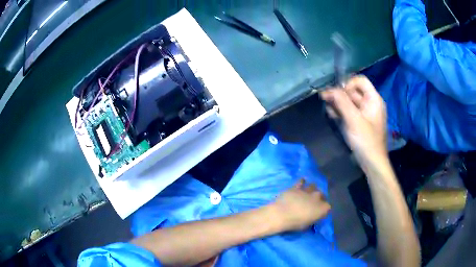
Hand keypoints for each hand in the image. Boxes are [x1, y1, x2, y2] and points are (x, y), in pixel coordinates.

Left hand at [270, 179, 330, 231]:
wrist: (282, 214)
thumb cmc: (295, 223)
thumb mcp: (307, 226)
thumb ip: (312, 219)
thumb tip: (312, 217)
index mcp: (323, 208)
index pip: (328, 207)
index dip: (324, 209)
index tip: (319, 212)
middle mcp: (318, 197)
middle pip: (322, 195)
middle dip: (319, 198)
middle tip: (314, 202)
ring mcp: (308, 190)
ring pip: (313, 186)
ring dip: (312, 189)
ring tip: (308, 193)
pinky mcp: (297, 187)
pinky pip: (301, 181)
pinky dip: (302, 182)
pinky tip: (302, 182)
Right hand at [320, 75, 386, 163]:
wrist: (372, 163)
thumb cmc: (366, 140)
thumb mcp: (354, 119)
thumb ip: (342, 102)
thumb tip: (329, 89)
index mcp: (373, 99)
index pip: (360, 81)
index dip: (348, 84)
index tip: (338, 94)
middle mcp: (369, 103)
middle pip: (352, 91)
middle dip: (339, 94)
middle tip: (325, 98)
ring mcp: (364, 113)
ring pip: (349, 102)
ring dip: (337, 103)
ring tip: (327, 107)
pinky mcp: (358, 122)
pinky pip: (348, 112)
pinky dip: (340, 112)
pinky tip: (331, 114)